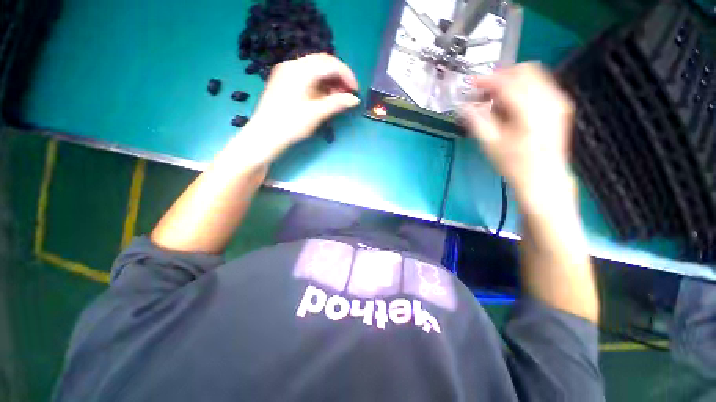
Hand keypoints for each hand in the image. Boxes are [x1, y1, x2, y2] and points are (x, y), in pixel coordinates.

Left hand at [247, 54, 359, 154]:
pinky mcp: (284, 81)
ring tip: (338, 98)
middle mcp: (292, 65)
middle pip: (322, 63)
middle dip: (339, 77)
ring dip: (330, 81)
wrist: (265, 136)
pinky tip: (325, 97)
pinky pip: (307, 77)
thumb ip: (337, 103)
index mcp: (300, 70)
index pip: (330, 63)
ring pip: (315, 70)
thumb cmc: (290, 125)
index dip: (347, 75)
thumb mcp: (316, 114)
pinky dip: (319, 85)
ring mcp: (286, 72)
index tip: (356, 91)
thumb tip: (355, 99)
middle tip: (348, 94)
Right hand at [460, 63, 575, 209]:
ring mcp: (558, 101)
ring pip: (534, 75)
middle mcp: (548, 99)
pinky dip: (523, 88)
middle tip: (484, 90)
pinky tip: (511, 103)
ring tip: (495, 97)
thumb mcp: (490, 143)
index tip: (471, 84)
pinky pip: (540, 85)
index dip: (487, 80)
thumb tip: (463, 105)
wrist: (544, 178)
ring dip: (512, 81)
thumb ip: (477, 120)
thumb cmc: (514, 164)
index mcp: (530, 109)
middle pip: (525, 70)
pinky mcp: (560, 106)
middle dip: (501, 76)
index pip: (507, 82)